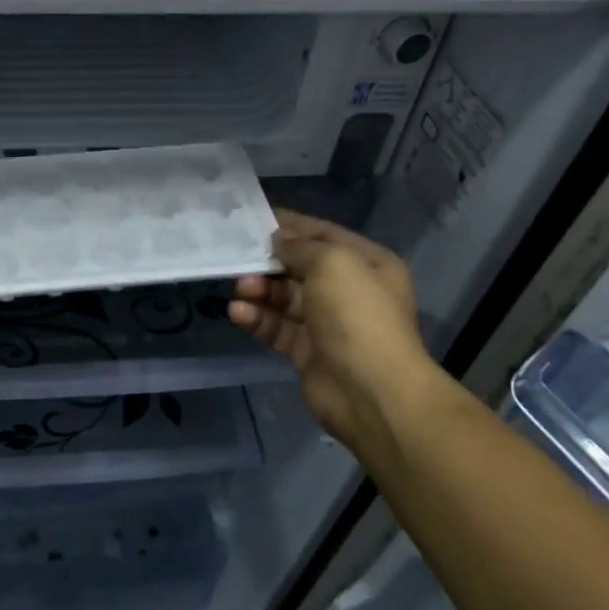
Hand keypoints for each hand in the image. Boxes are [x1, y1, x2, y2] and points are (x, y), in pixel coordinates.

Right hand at [229, 209, 435, 466]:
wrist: (370, 390)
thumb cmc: (356, 315)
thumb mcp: (332, 263)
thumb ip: (300, 247)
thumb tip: (277, 241)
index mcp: (367, 264)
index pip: (323, 234)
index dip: (291, 225)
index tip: (254, 219)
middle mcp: (350, 291)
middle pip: (300, 267)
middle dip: (269, 262)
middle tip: (240, 259)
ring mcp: (329, 324)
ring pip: (285, 299)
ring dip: (260, 291)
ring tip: (240, 288)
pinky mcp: (308, 352)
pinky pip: (278, 328)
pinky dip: (258, 319)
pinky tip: (238, 313)